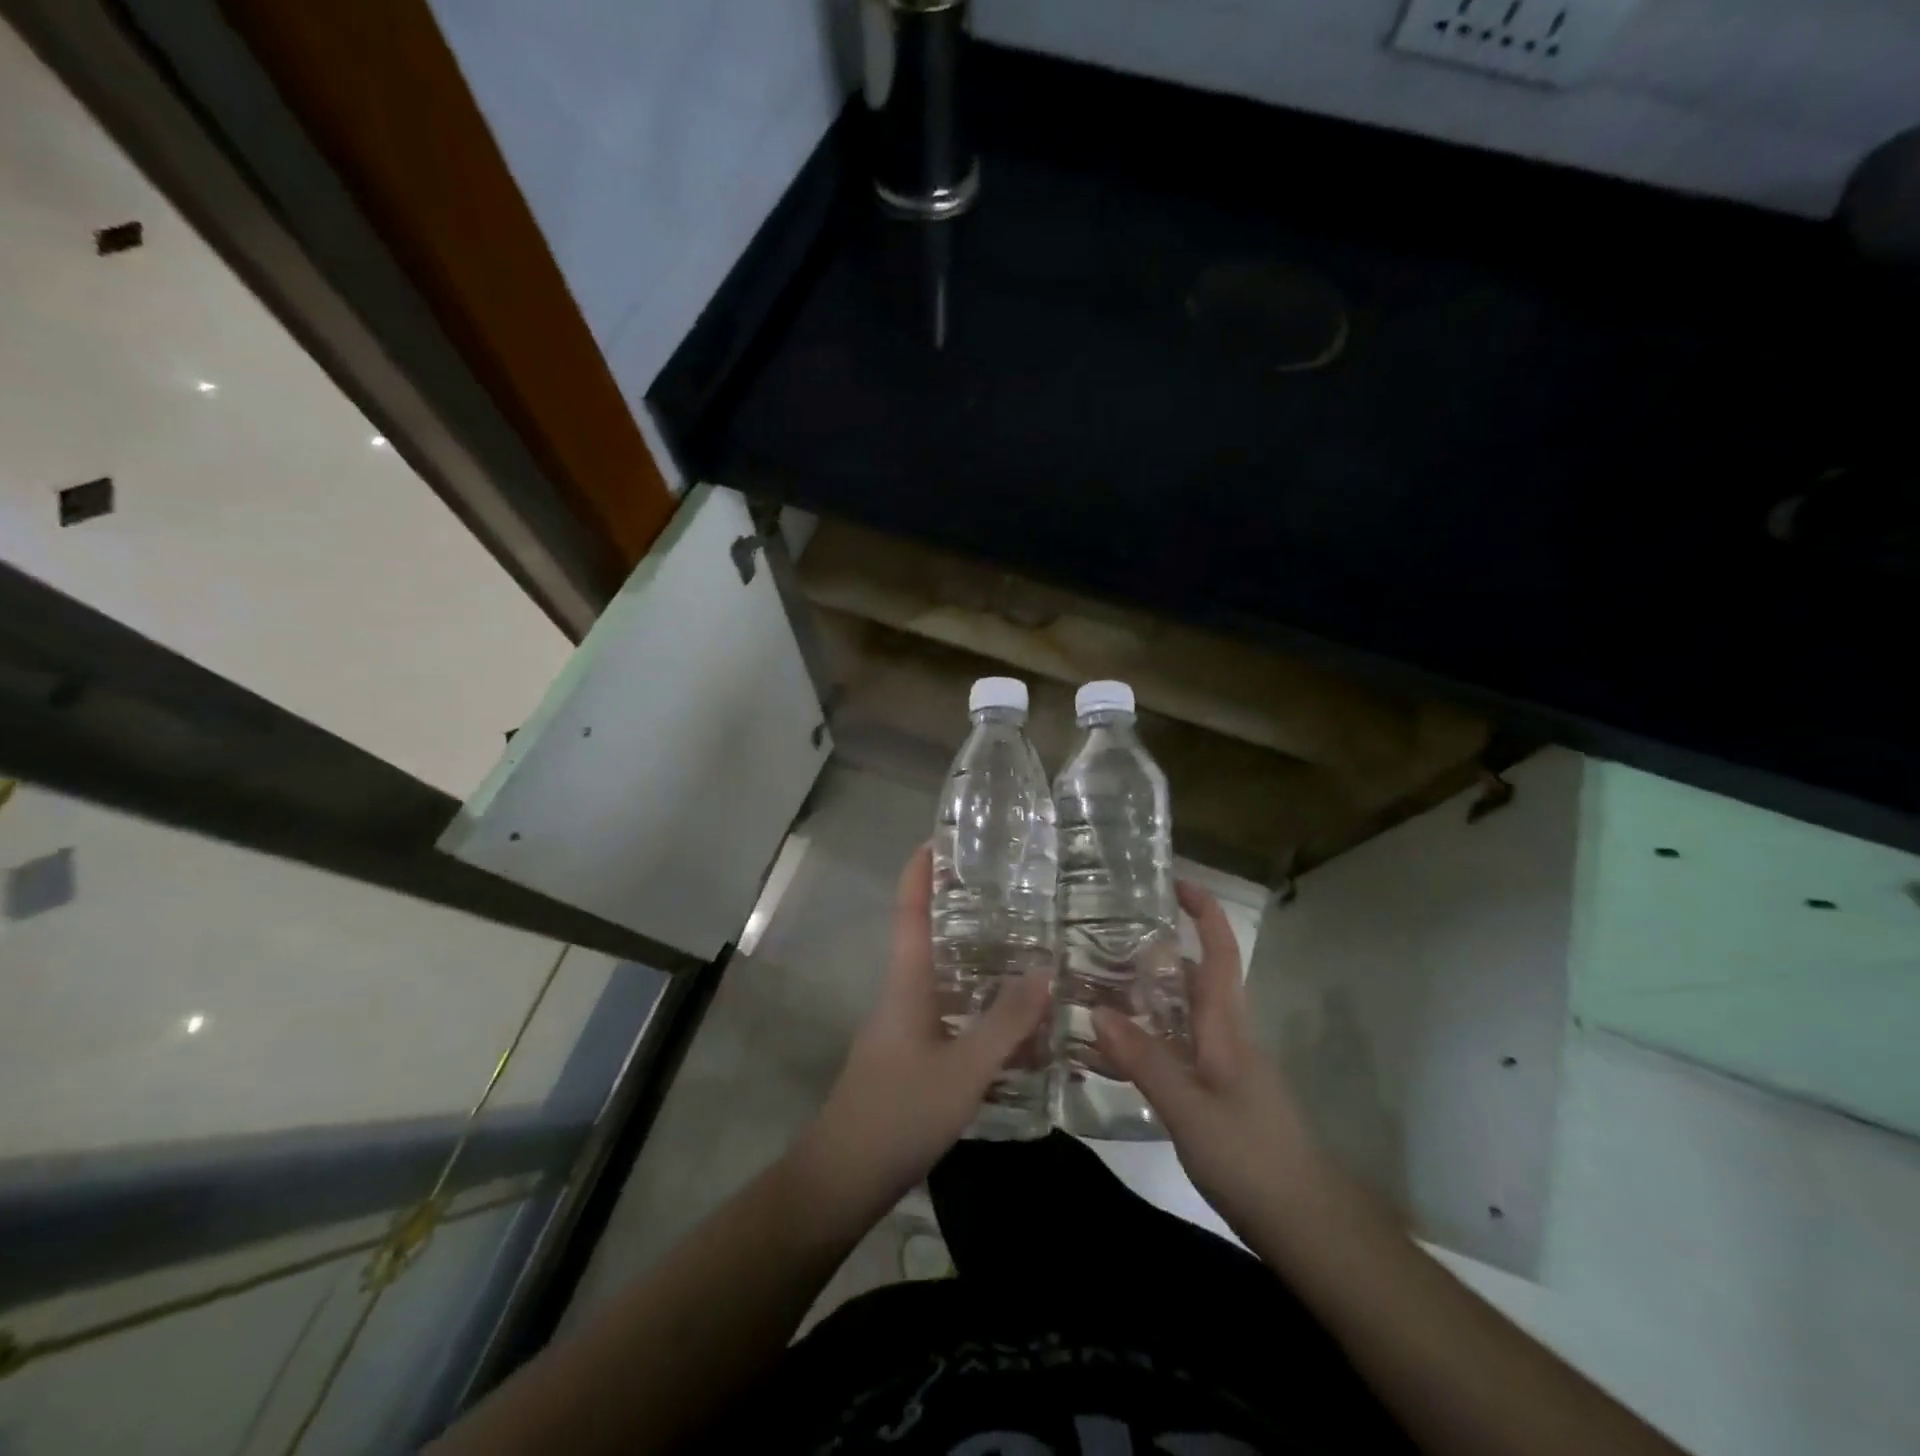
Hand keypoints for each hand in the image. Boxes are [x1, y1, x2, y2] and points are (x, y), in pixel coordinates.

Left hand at [789, 845, 1052, 1229]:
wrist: (843, 1177)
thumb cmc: (899, 1112)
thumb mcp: (963, 1069)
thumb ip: (1005, 1022)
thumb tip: (1045, 969)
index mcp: (907, 982)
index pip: (910, 911)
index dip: (920, 872)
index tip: (938, 837)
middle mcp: (903, 994)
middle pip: (930, 938)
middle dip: (962, 912)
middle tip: (1011, 895)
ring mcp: (904, 1027)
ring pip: (944, 980)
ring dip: (977, 963)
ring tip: (1025, 951)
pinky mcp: (911, 1056)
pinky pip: (950, 1015)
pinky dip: (980, 1008)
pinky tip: (1013, 1024)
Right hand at [1093, 881, 1320, 1230]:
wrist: (1306, 1224)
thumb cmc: (1252, 1158)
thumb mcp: (1190, 1109)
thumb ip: (1145, 1060)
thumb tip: (1097, 1010)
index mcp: (1227, 1026)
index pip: (1220, 952)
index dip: (1203, 912)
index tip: (1174, 881)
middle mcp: (1228, 1035)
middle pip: (1196, 977)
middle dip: (1158, 951)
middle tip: (1103, 941)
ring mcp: (1226, 1065)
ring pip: (1185, 1013)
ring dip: (1150, 993)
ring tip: (1098, 987)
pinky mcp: (1219, 1092)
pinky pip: (1181, 1046)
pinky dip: (1151, 1034)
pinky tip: (1119, 1050)